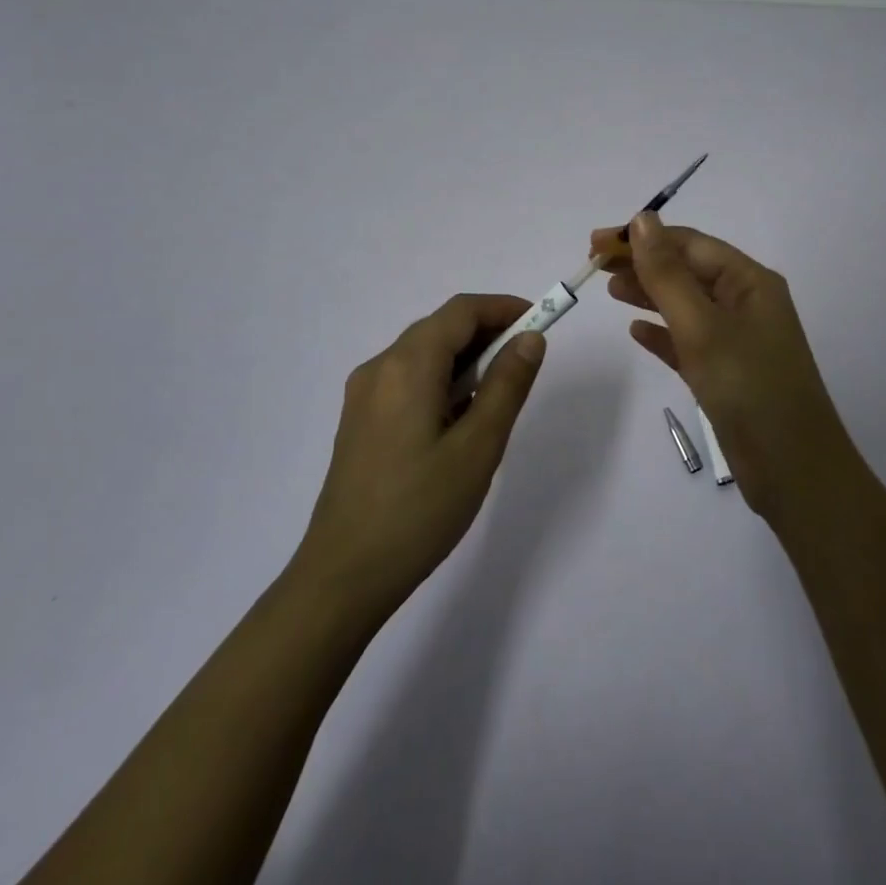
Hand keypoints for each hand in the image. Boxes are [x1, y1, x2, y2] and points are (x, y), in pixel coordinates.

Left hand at [293, 294, 546, 620]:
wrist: (344, 576)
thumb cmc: (419, 510)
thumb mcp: (478, 447)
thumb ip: (508, 385)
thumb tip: (530, 338)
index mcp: (407, 365)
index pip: (461, 311)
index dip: (504, 308)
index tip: (541, 322)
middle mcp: (379, 367)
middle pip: (440, 328)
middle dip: (487, 334)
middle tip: (526, 364)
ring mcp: (364, 394)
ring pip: (423, 354)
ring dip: (465, 360)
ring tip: (496, 400)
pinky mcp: (359, 419)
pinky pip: (407, 379)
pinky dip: (441, 381)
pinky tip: (458, 421)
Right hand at [592, 213, 858, 523]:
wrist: (794, 472)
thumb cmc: (749, 388)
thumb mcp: (702, 326)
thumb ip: (668, 274)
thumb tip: (644, 219)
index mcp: (750, 282)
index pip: (690, 244)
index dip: (643, 238)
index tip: (597, 243)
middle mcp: (746, 303)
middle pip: (687, 270)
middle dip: (643, 263)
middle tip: (595, 265)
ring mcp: (737, 340)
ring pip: (685, 304)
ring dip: (648, 293)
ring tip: (609, 290)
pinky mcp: (726, 373)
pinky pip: (688, 341)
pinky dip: (662, 333)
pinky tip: (636, 332)